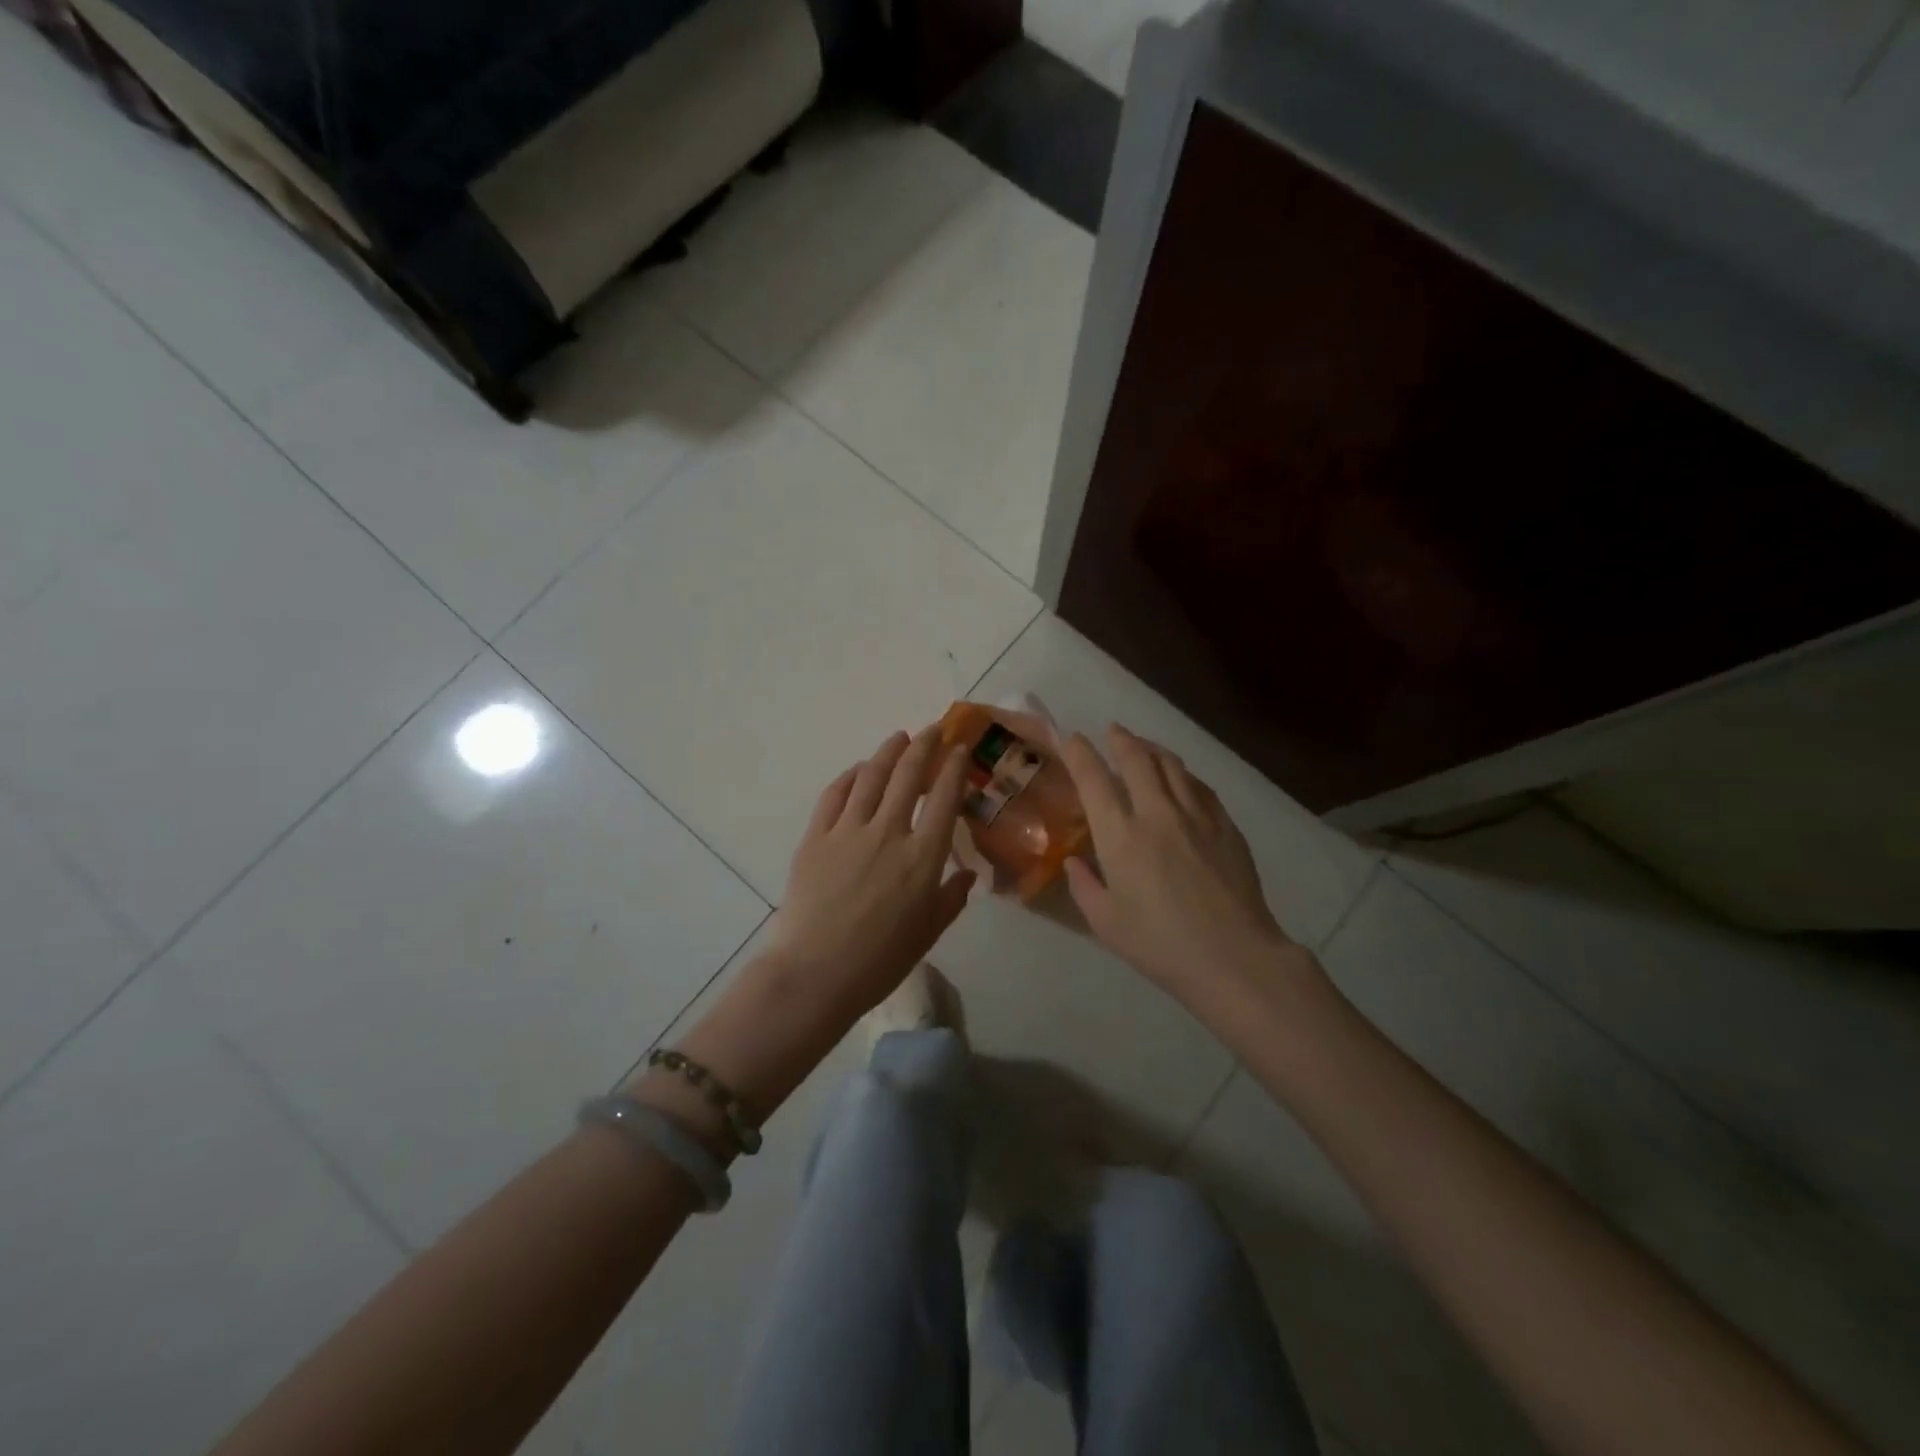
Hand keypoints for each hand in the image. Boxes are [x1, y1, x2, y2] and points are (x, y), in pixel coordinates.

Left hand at [766, 728, 976, 1020]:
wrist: (816, 973)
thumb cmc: (880, 960)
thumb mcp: (929, 933)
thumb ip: (952, 897)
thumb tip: (968, 873)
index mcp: (923, 857)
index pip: (945, 798)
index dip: (954, 767)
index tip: (959, 749)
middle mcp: (889, 832)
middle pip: (909, 775)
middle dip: (924, 746)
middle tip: (933, 730)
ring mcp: (848, 831)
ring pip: (872, 776)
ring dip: (889, 751)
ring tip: (899, 738)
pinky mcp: (816, 837)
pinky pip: (835, 794)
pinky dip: (851, 776)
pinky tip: (860, 770)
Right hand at [1060, 725, 1304, 1002]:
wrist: (1233, 957)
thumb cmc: (1160, 945)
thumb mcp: (1105, 922)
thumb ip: (1084, 886)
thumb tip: (1074, 862)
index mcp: (1120, 836)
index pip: (1094, 779)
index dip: (1079, 752)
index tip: (1071, 739)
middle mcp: (1157, 813)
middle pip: (1138, 759)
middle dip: (1120, 739)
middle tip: (1112, 731)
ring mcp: (1196, 816)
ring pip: (1172, 766)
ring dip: (1153, 749)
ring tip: (1144, 746)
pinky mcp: (1226, 826)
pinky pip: (1200, 786)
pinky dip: (1183, 774)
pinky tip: (1181, 778)